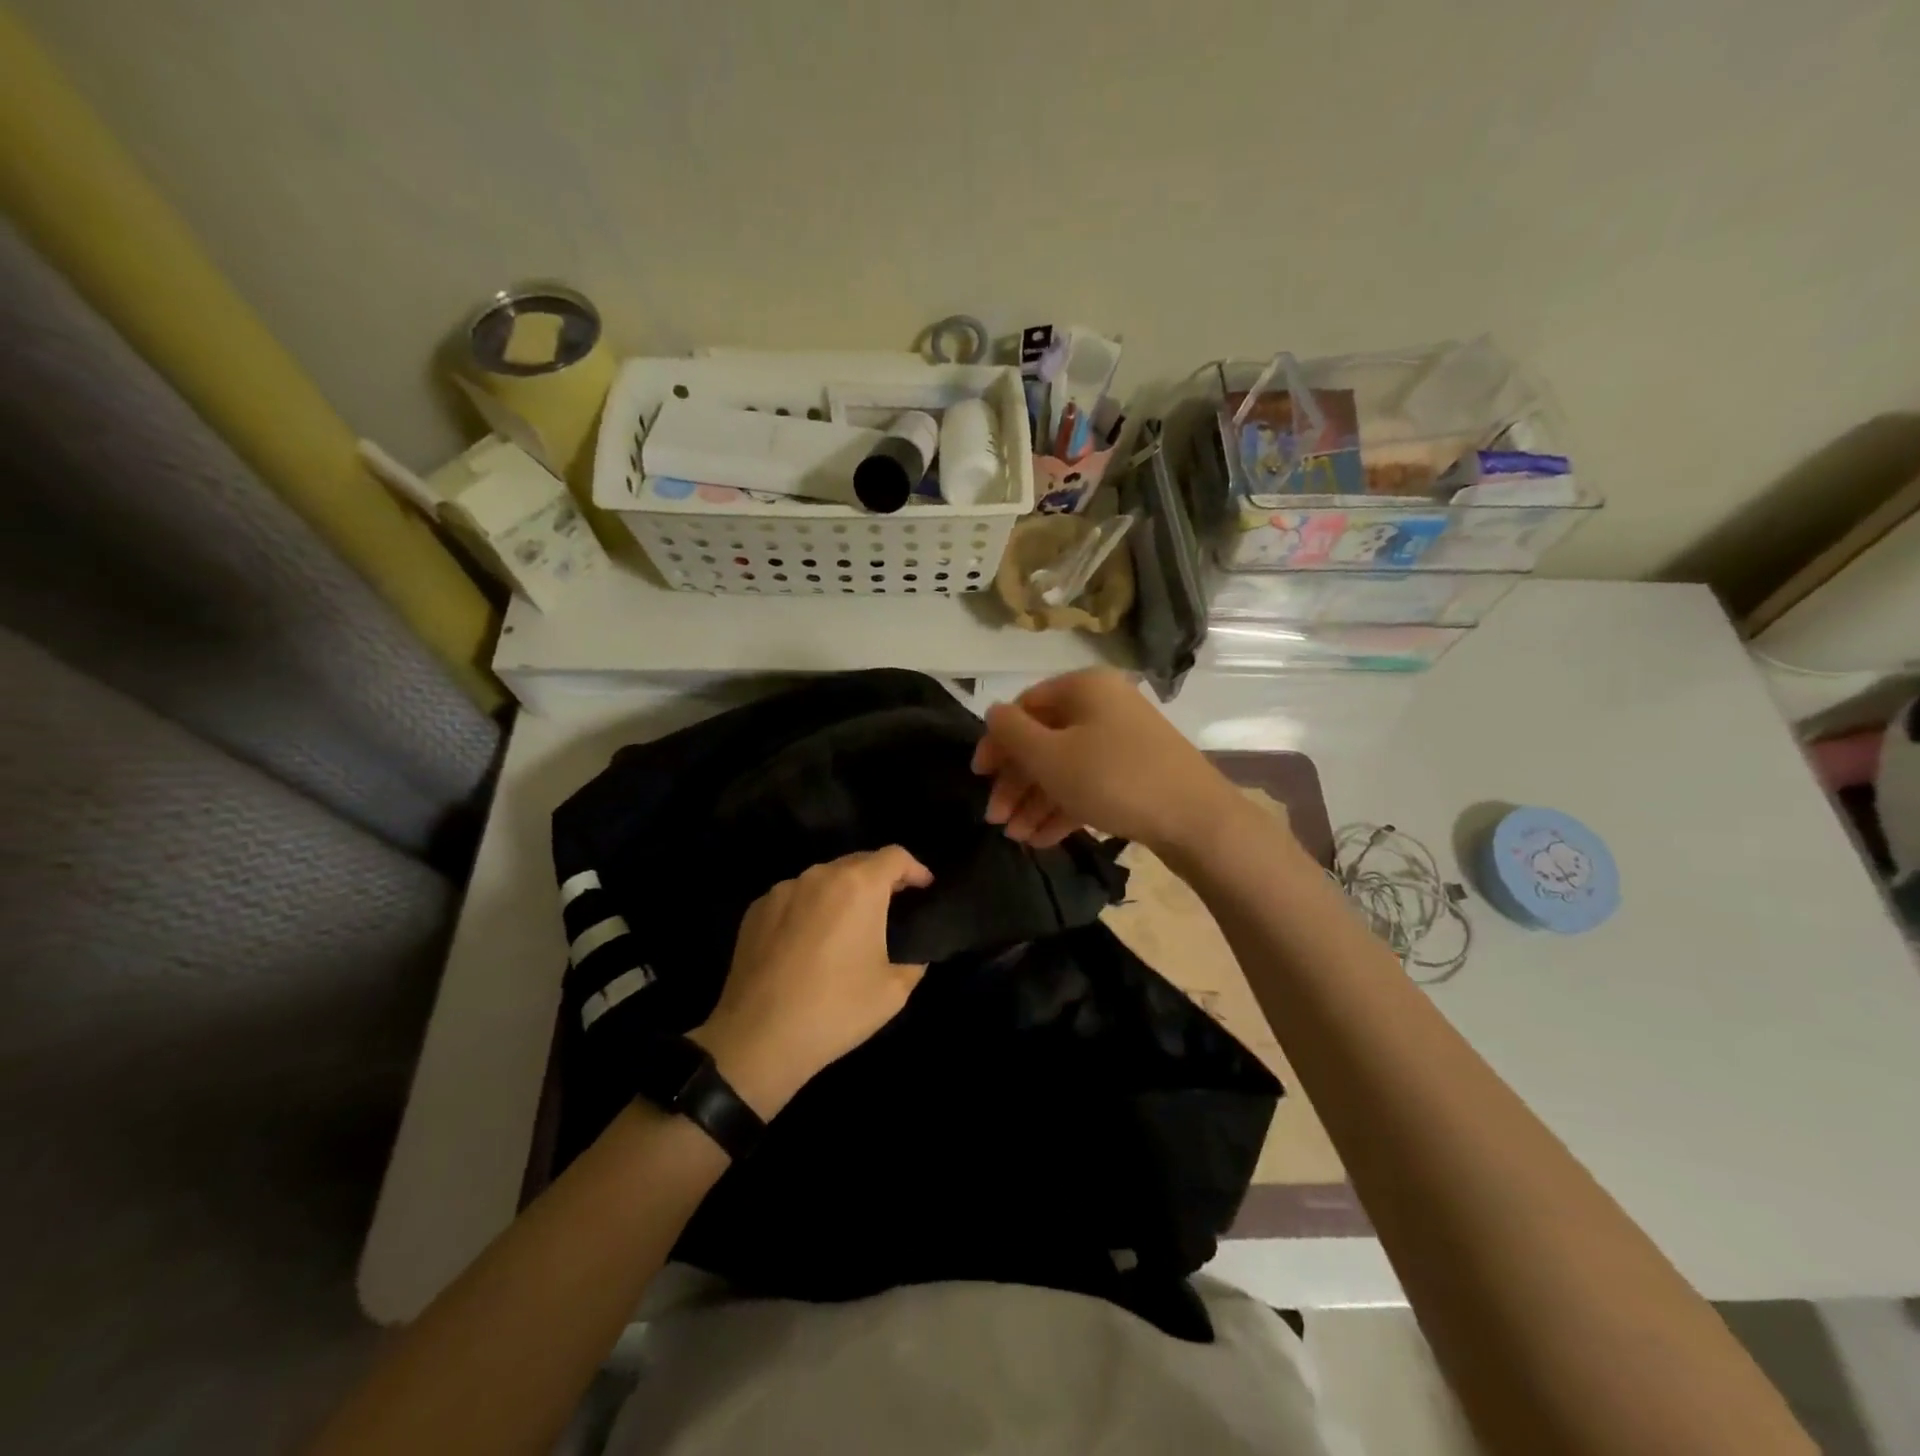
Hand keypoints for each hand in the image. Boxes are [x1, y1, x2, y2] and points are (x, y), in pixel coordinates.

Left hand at [692, 847, 932, 1117]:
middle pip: (858, 862)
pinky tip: (808, 944)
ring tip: (847, 928)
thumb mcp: (894, 990)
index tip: (925, 889)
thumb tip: (913, 950)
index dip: (916, 869)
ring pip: (823, 879)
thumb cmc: (835, 1010)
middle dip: (879, 879)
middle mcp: (819, 876)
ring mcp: (783, 890)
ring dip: (842, 894)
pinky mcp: (756, 910)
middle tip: (891, 909)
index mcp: (859, 886)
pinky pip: (794, 898)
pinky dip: (809, 909)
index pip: (895, 856)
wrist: (758, 1040)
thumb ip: (913, 959)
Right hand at [971, 669, 1238, 853]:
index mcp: (1083, 688)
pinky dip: (1063, 808)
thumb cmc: (1113, 779)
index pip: (1025, 706)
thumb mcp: (1050, 756)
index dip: (997, 742)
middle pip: (1044, 740)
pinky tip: (1041, 839)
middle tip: (994, 819)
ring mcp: (1122, 741)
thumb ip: (1011, 732)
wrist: (1196, 819)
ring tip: (1015, 837)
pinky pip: (1088, 784)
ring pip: (1065, 767)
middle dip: (1016, 782)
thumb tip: (993, 714)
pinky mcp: (1135, 773)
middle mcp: (1103, 706)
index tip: (979, 777)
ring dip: (1035, 801)